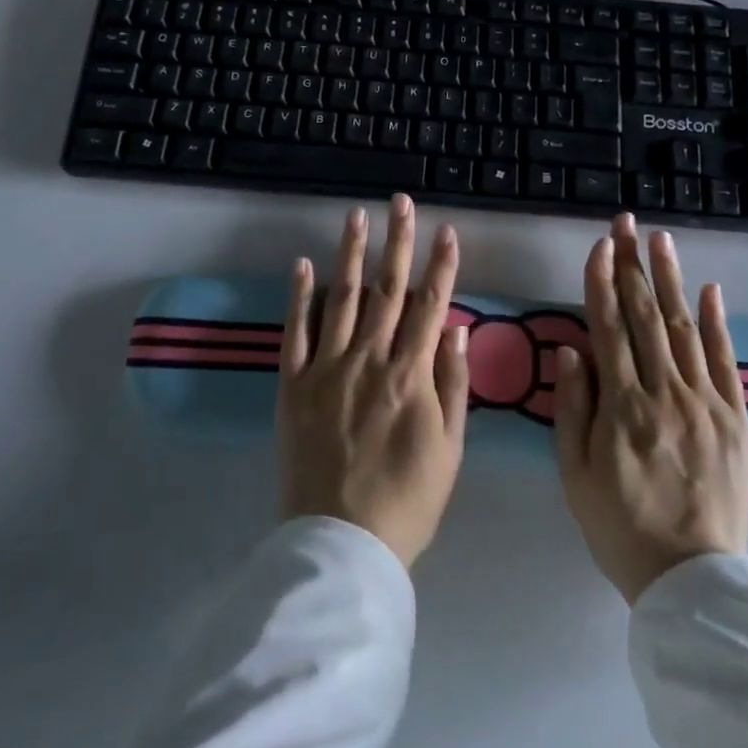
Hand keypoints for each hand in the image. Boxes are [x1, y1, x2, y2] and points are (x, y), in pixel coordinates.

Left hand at [278, 195, 471, 568]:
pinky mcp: (292, 385)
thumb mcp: (450, 450)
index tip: (447, 230)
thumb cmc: (407, 501)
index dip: (440, 266)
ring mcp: (327, 368)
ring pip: (343, 298)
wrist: (341, 544)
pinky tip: (303, 264)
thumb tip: (454, 329)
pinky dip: (299, 296)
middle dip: (397, 242)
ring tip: (355, 216)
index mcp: (410, 375)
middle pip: (387, 290)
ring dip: (351, 254)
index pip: (430, 306)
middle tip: (400, 203)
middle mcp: (369, 359)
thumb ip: (453, 385)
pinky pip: (295, 332)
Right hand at [554, 212, 747, 603]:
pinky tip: (709, 290)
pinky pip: (726, 362)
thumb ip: (573, 407)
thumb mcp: (576, 473)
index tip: (599, 246)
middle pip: (644, 316)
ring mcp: (705, 404)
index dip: (601, 282)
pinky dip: (717, 323)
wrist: (692, 579)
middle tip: (626, 223)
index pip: (608, 327)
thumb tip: (572, 348)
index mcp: (621, 406)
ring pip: (683, 328)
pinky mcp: (735, 419)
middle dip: (633, 264)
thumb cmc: (619, 525)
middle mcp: (664, 393)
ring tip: (661, 239)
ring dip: (670, 280)